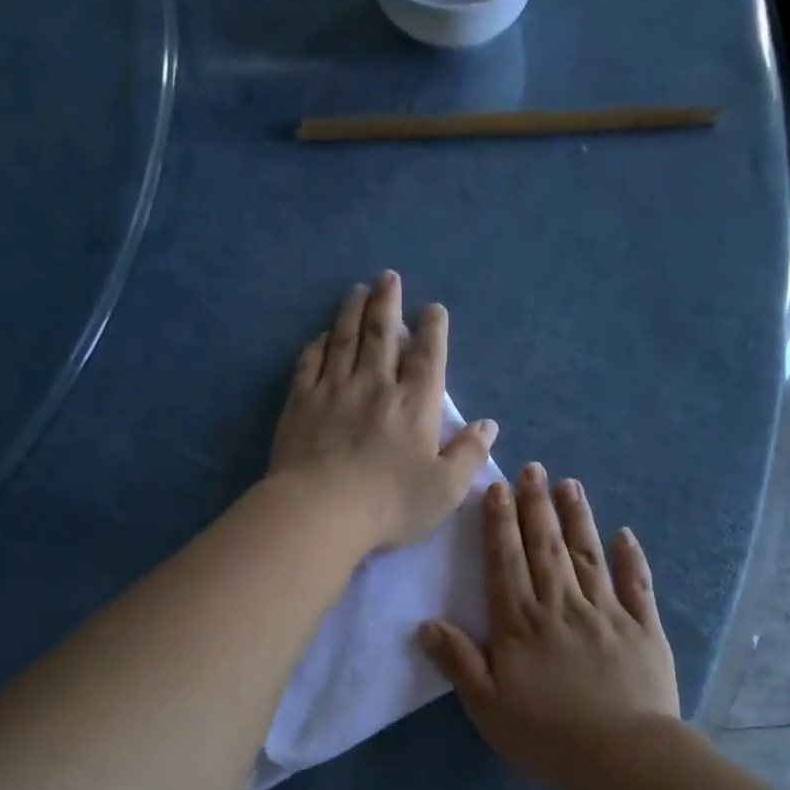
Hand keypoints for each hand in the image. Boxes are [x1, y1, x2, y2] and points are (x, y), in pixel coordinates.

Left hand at [270, 272, 497, 551]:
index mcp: (414, 404)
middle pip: (382, 333)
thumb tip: (489, 425)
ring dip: (352, 311)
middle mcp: (375, 385)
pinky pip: (310, 362)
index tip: (433, 308)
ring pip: (344, 339)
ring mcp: (334, 390)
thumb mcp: (445, 488)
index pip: (428, 356)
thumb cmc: (390, 504)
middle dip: (388, 302)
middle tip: (387, 277)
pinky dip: (318, 344)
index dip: (433, 329)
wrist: (320, 511)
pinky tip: (322, 335)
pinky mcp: (301, 402)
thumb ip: (470, 454)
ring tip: (357, 290)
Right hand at [419, 463, 678, 788]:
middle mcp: (562, 606)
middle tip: (533, 468)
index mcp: (522, 623)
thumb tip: (425, 624)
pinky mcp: (642, 628)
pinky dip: (631, 558)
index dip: (500, 524)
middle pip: (546, 547)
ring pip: (588, 555)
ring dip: (578, 518)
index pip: (506, 562)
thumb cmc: (546, 736)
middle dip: (536, 506)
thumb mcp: (488, 706)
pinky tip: (625, 534)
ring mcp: (606, 613)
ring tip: (570, 484)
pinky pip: (636, 585)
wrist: (621, 756)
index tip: (498, 489)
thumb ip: (459, 662)